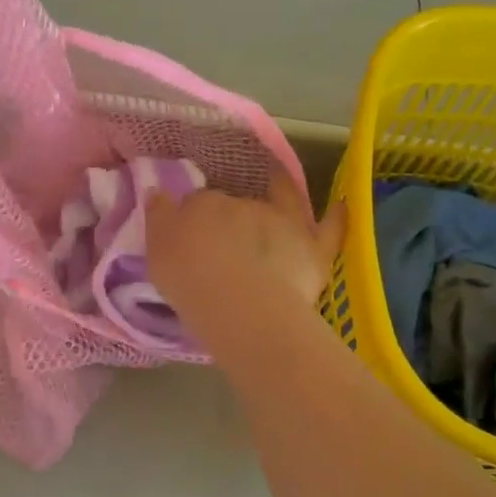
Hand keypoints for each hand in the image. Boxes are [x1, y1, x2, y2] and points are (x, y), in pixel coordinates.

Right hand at [146, 171, 345, 330]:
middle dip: (231, 215)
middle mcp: (244, 204)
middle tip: (223, 240)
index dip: (194, 219)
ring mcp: (282, 223)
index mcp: (204, 204)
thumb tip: (157, 192)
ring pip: (281, 201)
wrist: (240, 304)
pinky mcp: (313, 248)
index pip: (197, 203)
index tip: (190, 239)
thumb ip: (158, 217)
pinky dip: (335, 216)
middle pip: (235, 203)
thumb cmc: (190, 280)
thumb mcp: (156, 250)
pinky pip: (329, 228)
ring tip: (274, 199)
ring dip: (278, 195)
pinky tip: (339, 206)